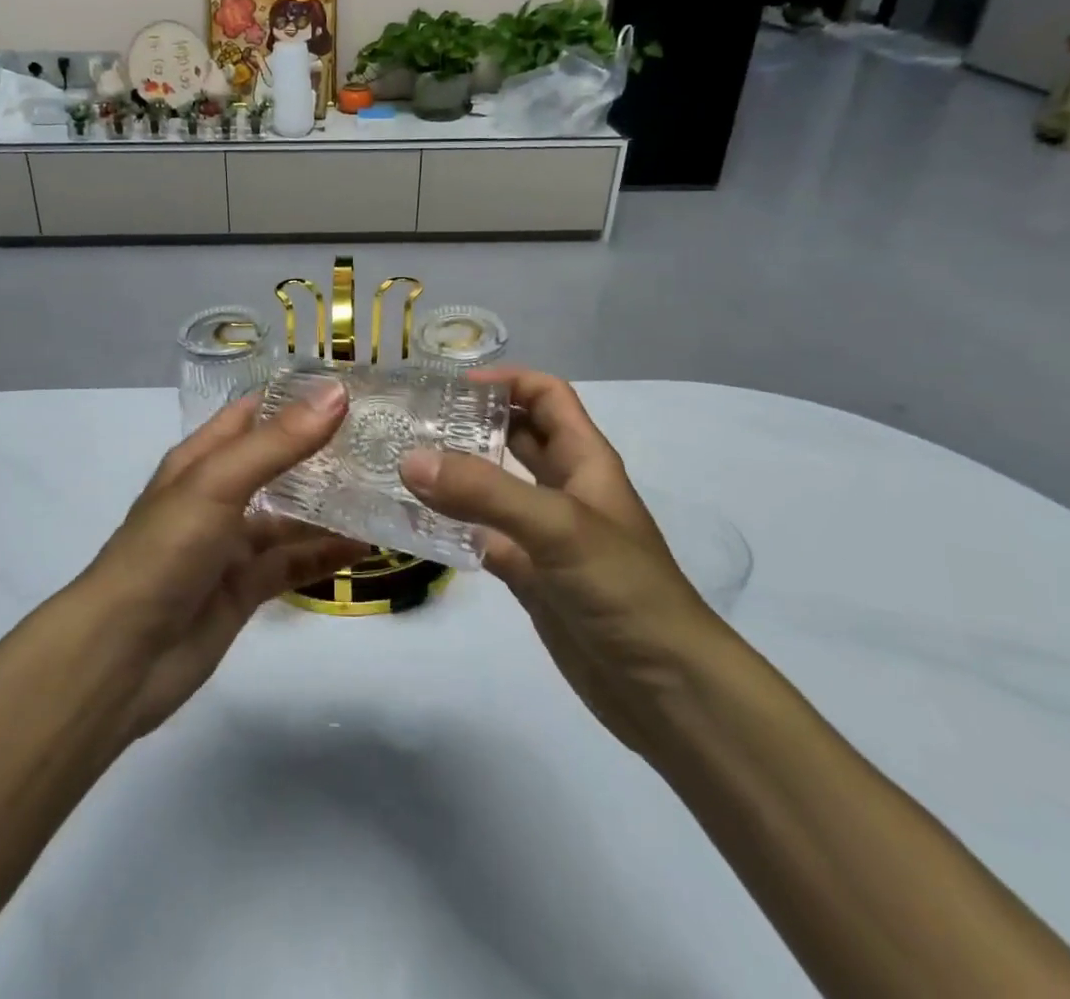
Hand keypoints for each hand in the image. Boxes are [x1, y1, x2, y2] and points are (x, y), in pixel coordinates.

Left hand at [78, 387, 367, 741]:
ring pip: (291, 514)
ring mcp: (233, 543)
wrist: (123, 656)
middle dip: (324, 449)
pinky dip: (326, 554)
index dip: (299, 396)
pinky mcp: (246, 587)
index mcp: (202, 458)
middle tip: (386, 435)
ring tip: (386, 488)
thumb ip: (278, 442)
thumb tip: (336, 392)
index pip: (255, 412)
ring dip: (330, 504)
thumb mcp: (218, 484)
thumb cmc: (164, 551)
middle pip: (279, 461)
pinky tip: (366, 545)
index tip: (357, 384)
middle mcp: (219, 494)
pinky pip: (294, 562)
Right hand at [399, 368, 725, 751]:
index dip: (506, 381)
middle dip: (473, 421)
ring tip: (405, 462)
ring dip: (458, 472)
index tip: (452, 385)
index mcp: (585, 460)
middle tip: (416, 420)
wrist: (664, 688)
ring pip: (496, 486)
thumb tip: (410, 459)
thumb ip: (485, 491)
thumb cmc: (622, 588)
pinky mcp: (530, 573)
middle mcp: (565, 488)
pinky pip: (484, 535)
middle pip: (518, 435)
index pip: (547, 396)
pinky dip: (453, 526)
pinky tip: (416, 522)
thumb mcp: (557, 526)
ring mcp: (546, 533)